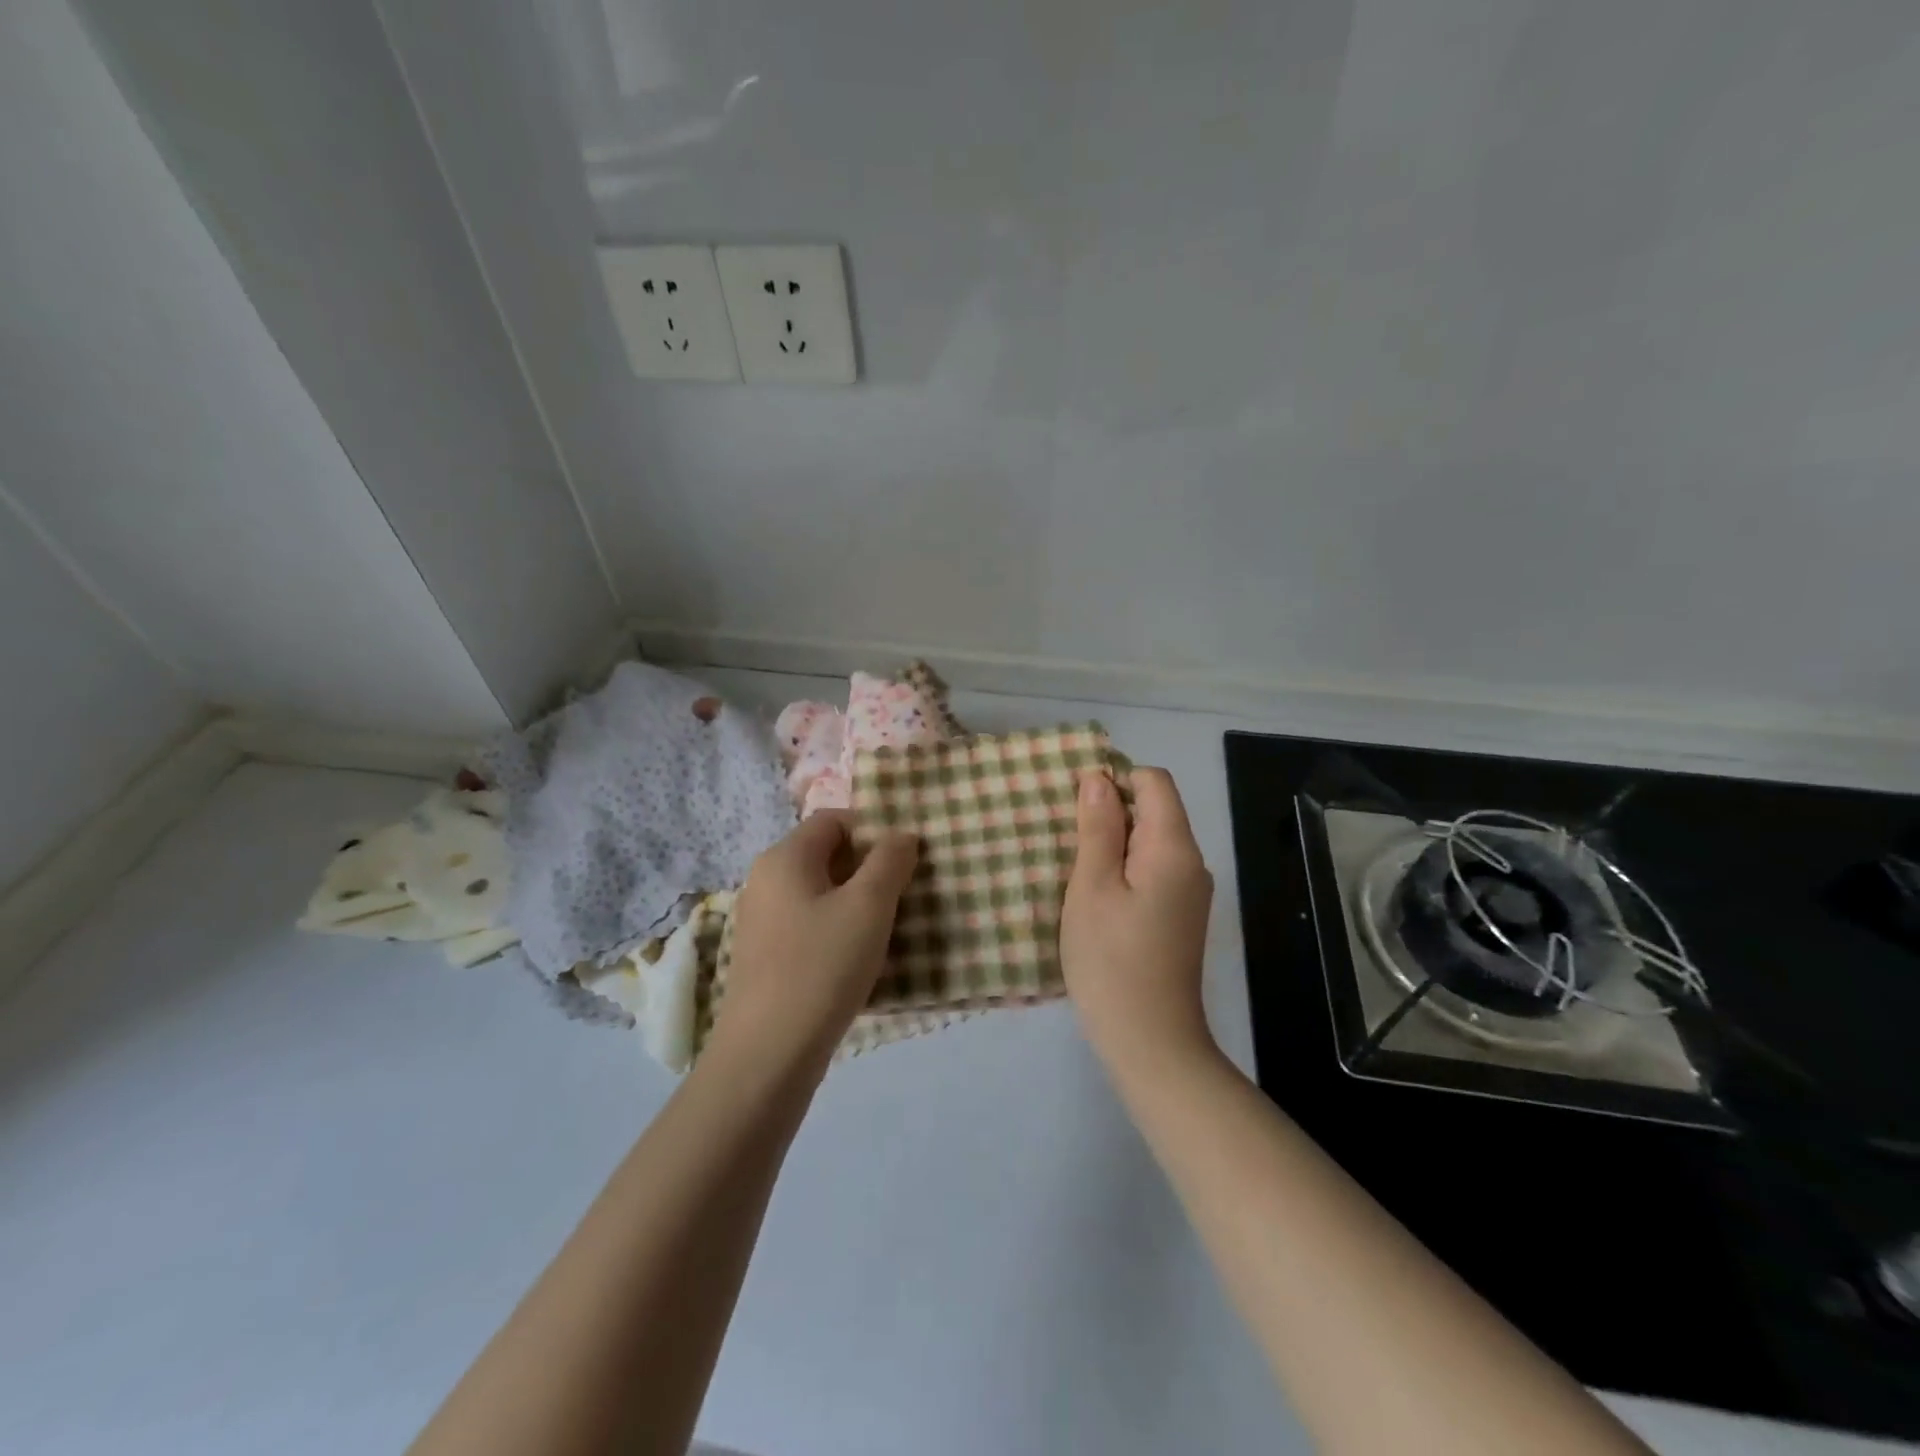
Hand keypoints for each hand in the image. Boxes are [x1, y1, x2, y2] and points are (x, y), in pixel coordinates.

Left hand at [714, 812, 918, 1068]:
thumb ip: (890, 861)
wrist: (768, 1054)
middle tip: (904, 893)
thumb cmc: (822, 966)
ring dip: (855, 902)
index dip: (873, 830)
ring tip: (888, 927)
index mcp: (784, 857)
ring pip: (819, 892)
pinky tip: (857, 959)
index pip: (833, 820)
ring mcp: (760, 920)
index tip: (905, 860)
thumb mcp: (868, 906)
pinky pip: (807, 924)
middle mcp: (765, 880)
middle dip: (868, 868)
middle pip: (825, 855)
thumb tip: (901, 835)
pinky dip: (836, 929)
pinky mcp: (764, 955)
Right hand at [1061, 767, 1215, 1077]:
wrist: (1150, 1041)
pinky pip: (1154, 870)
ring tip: (1074, 866)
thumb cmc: (1111, 960)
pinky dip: (1125, 869)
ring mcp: (1190, 892)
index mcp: (1173, 848)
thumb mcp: (1092, 887)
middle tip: (1065, 837)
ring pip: (1152, 841)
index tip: (1076, 804)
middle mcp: (1192, 862)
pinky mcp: (1181, 915)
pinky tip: (1096, 895)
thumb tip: (1099, 778)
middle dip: (1111, 811)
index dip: (1115, 779)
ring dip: (1114, 842)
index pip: (1154, 781)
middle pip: (1155, 809)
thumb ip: (1098, 828)